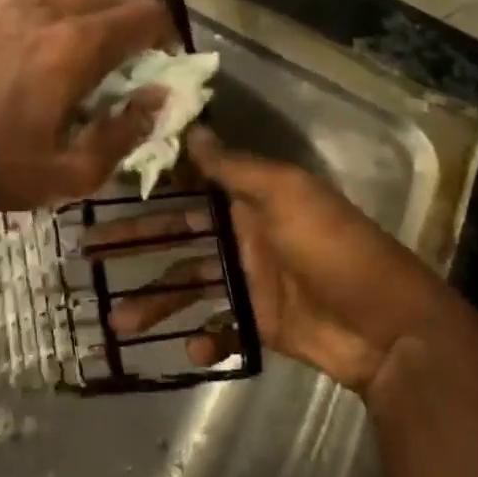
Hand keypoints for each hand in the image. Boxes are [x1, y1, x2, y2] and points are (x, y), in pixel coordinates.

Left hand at [0, 0, 177, 214]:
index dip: (167, 34)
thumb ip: (126, 132)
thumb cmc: (1, 168)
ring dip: (99, 5)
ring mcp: (17, 6)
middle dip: (138, 20)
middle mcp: (53, 12)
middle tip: (135, 58)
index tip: (164, 62)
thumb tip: (159, 98)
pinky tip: (44, 24)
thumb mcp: (75, 172)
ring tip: (95, 40)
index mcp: (79, 48)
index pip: (146, 15)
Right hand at [98, 129, 456, 393]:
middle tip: (88, 255)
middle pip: (179, 240)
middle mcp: (244, 236)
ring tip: (118, 321)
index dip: (152, 189)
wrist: (389, 327)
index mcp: (251, 200)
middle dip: (137, 247)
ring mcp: (250, 282)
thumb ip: (236, 167)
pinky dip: (203, 337)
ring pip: (189, 286)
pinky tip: (186, 348)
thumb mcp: (287, 194)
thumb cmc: (333, 249)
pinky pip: (220, 326)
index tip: (105, 190)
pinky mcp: (259, 323)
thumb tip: (192, 128)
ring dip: (155, 302)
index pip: (190, 188)